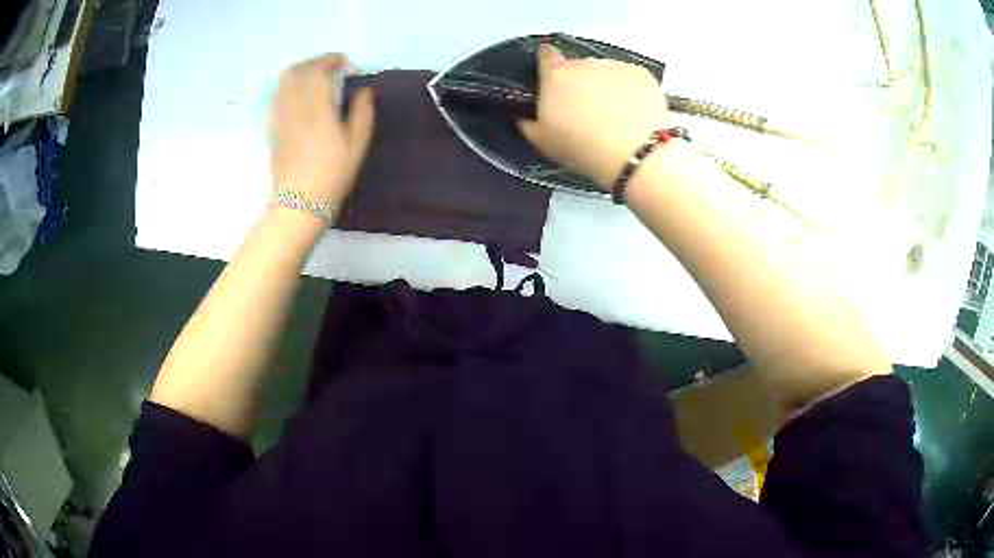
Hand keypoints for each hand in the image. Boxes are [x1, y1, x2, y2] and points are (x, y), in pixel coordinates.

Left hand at [269, 54, 374, 207]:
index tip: (345, 64)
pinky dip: (289, 87)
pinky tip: (299, 95)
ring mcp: (280, 116)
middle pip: (298, 70)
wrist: (299, 202)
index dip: (332, 60)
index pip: (319, 70)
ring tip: (314, 77)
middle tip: (330, 67)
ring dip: (300, 71)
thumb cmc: (332, 175)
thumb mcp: (357, 145)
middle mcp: (295, 107)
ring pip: (283, 81)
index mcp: (318, 108)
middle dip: (315, 61)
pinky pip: (277, 96)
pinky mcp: (273, 127)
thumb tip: (364, 90)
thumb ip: (362, 112)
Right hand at [518, 44, 669, 188]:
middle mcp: (584, 63)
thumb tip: (522, 113)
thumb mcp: (543, 141)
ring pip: (605, 71)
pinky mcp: (641, 73)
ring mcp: (615, 65)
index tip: (553, 78)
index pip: (546, 55)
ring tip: (615, 113)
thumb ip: (527, 121)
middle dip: (580, 82)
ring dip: (605, 85)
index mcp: (556, 76)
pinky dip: (630, 90)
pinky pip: (630, 78)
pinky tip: (635, 112)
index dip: (548, 63)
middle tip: (587, 109)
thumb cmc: (582, 148)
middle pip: (578, 66)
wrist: (635, 154)